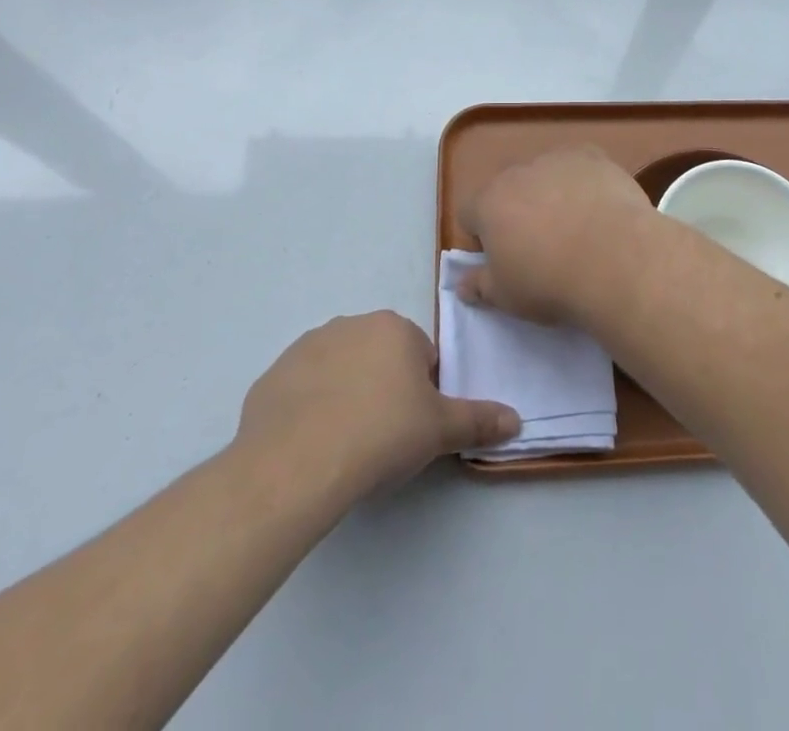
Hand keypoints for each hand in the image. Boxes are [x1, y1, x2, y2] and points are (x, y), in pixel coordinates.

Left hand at [236, 312, 519, 496]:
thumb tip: (517, 421)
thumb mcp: (440, 431)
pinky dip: (308, 412)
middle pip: (378, 359)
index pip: (420, 356)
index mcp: (394, 328)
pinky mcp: (271, 377)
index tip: (412, 427)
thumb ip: (479, 420)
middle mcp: (350, 324)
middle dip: (384, 390)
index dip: (421, 394)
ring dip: (345, 397)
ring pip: (339, 372)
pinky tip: (311, 447)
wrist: (297, 464)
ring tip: (344, 445)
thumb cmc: (381, 434)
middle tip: (383, 438)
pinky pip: (301, 392)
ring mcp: (305, 348)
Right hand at [455, 146, 655, 324]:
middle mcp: (518, 172)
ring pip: (545, 175)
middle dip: (517, 212)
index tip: (503, 259)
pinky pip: (580, 166)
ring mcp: (557, 160)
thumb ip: (479, 286)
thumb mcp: (506, 297)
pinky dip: (584, 182)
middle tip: (540, 246)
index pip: (470, 213)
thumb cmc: (551, 283)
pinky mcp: (593, 157)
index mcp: (489, 203)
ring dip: (550, 194)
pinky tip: (600, 208)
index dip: (482, 237)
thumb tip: (462, 284)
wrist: (615, 260)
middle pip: (508, 189)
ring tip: (576, 228)